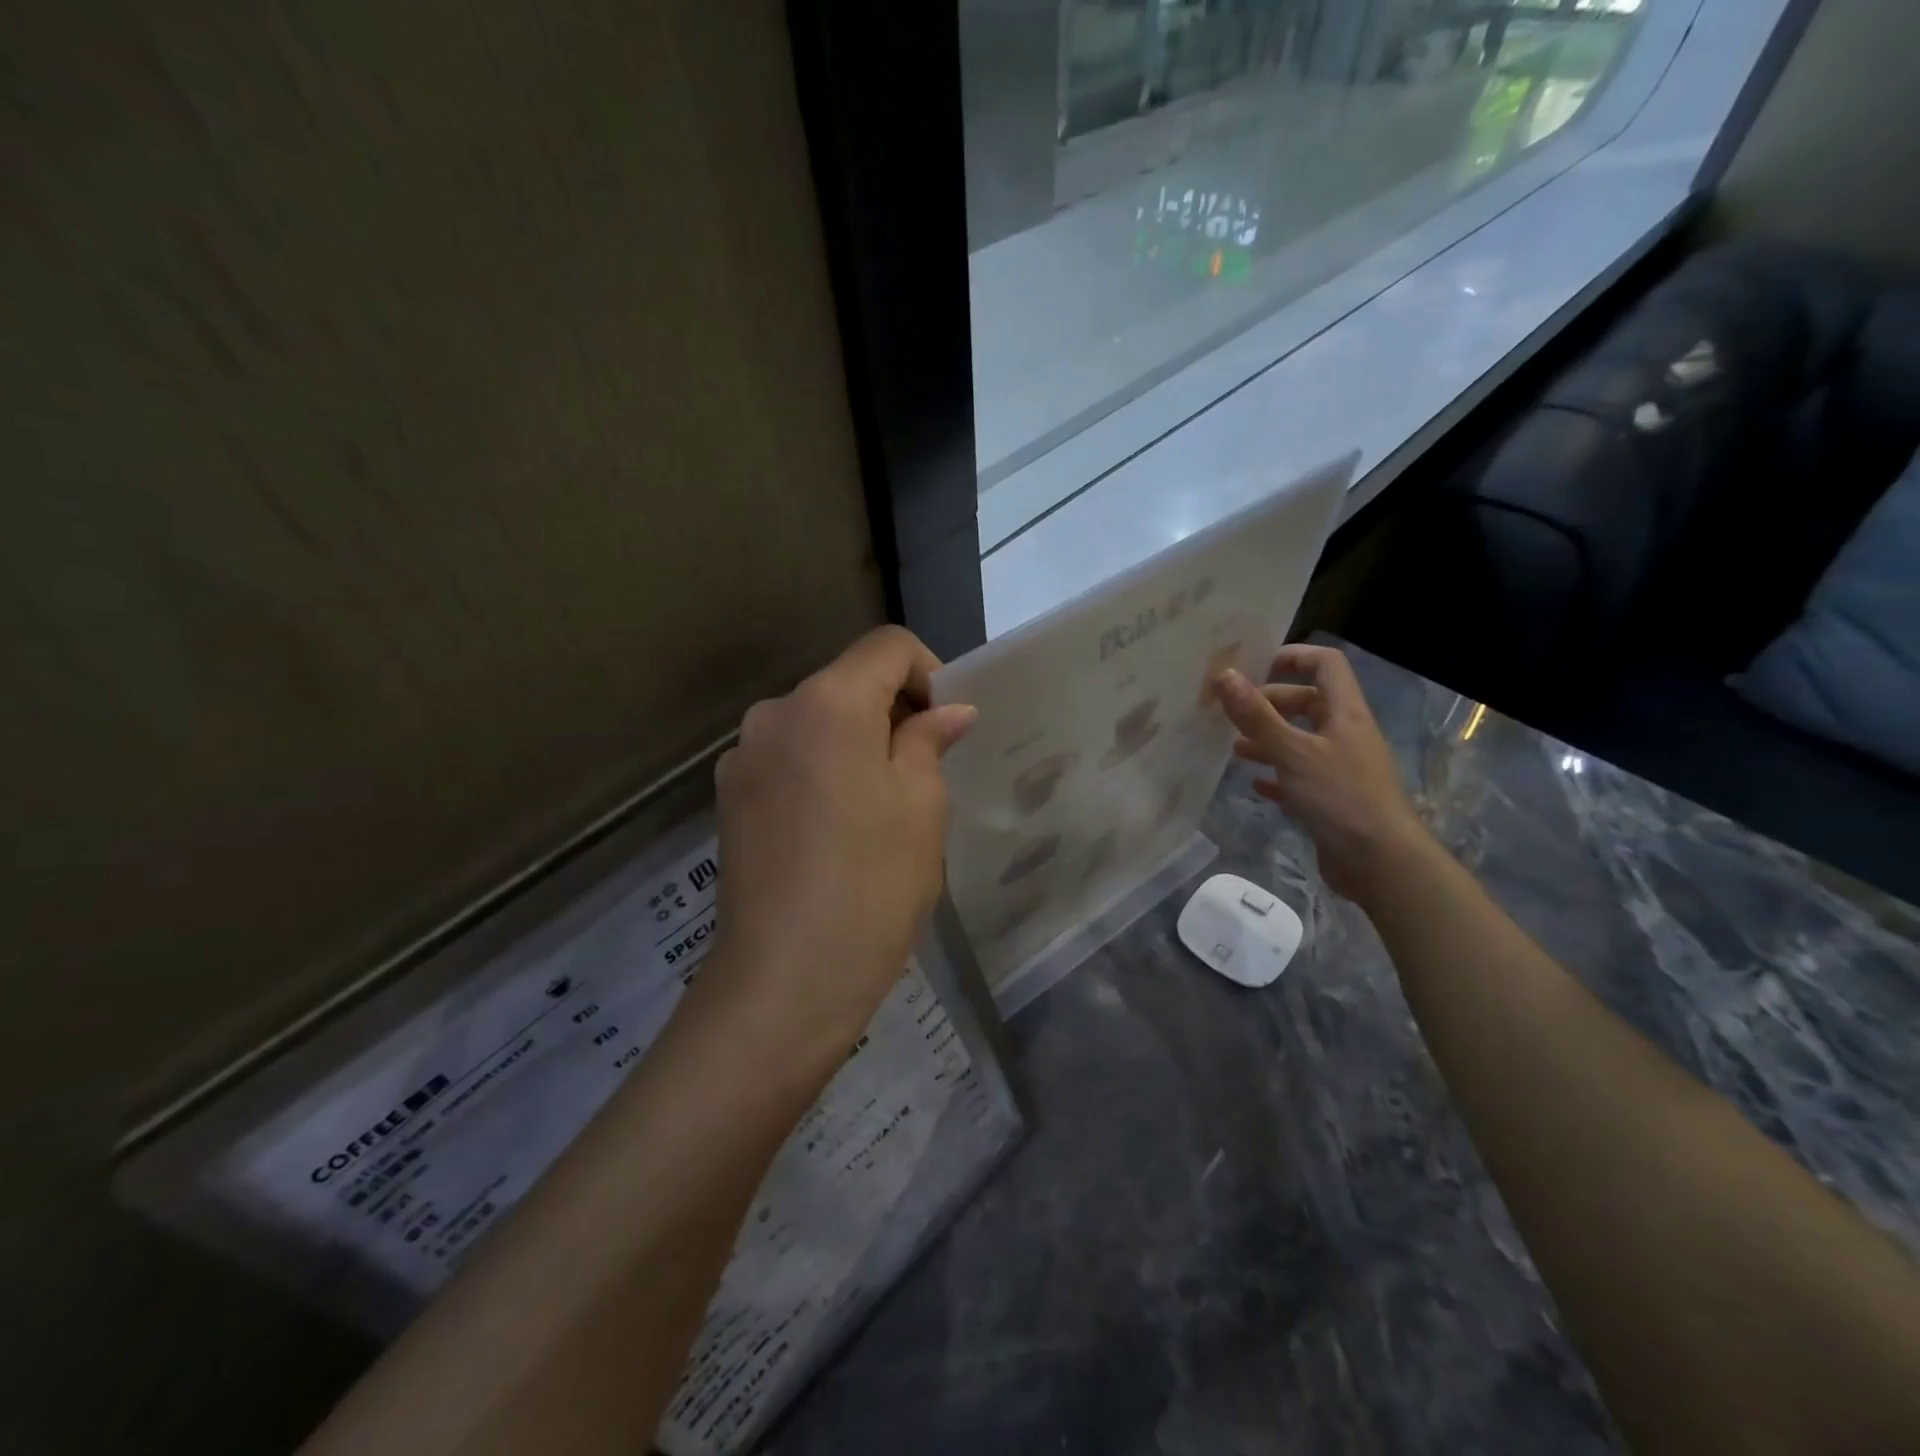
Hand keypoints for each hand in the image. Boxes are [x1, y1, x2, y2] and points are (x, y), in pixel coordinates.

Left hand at [705, 627, 976, 1064]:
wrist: (786, 979)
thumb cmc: (873, 884)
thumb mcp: (922, 806)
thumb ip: (930, 741)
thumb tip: (949, 711)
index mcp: (827, 703)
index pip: (887, 646)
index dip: (929, 672)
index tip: (947, 724)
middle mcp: (774, 713)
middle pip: (847, 683)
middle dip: (893, 711)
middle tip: (925, 770)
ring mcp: (742, 757)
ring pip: (816, 723)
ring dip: (856, 744)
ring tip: (881, 808)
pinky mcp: (729, 798)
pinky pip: (789, 760)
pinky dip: (821, 771)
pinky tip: (836, 830)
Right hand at [1215, 643, 1425, 904]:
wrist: (1381, 863)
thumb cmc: (1340, 797)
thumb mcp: (1293, 752)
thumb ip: (1257, 716)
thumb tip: (1224, 675)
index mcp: (1344, 713)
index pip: (1325, 664)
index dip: (1292, 657)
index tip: (1254, 667)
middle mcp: (1344, 734)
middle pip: (1307, 702)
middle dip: (1269, 704)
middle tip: (1232, 713)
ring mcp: (1340, 768)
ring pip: (1299, 741)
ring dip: (1267, 740)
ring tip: (1233, 749)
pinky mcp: (1331, 799)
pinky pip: (1299, 777)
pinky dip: (1276, 776)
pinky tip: (1254, 784)